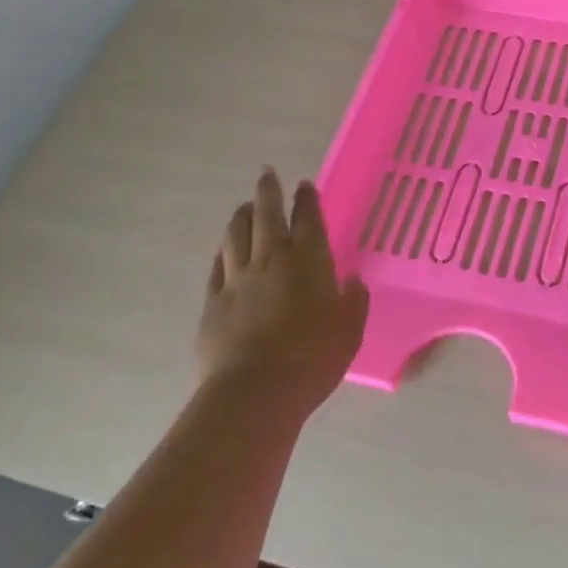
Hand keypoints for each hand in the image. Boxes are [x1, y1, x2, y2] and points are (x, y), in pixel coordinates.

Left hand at [199, 169, 368, 420]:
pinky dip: (224, 250)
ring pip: (236, 235)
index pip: (308, 219)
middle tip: (267, 174)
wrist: (254, 393)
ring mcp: (237, 279)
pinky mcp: (213, 302)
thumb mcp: (349, 329)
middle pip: (267, 216)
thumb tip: (352, 281)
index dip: (307, 200)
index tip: (305, 184)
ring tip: (244, 206)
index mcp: (309, 261)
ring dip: (242, 216)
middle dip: (268, 192)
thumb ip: (353, 300)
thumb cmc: (313, 357)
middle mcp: (271, 260)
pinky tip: (225, 248)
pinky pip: (218, 265)